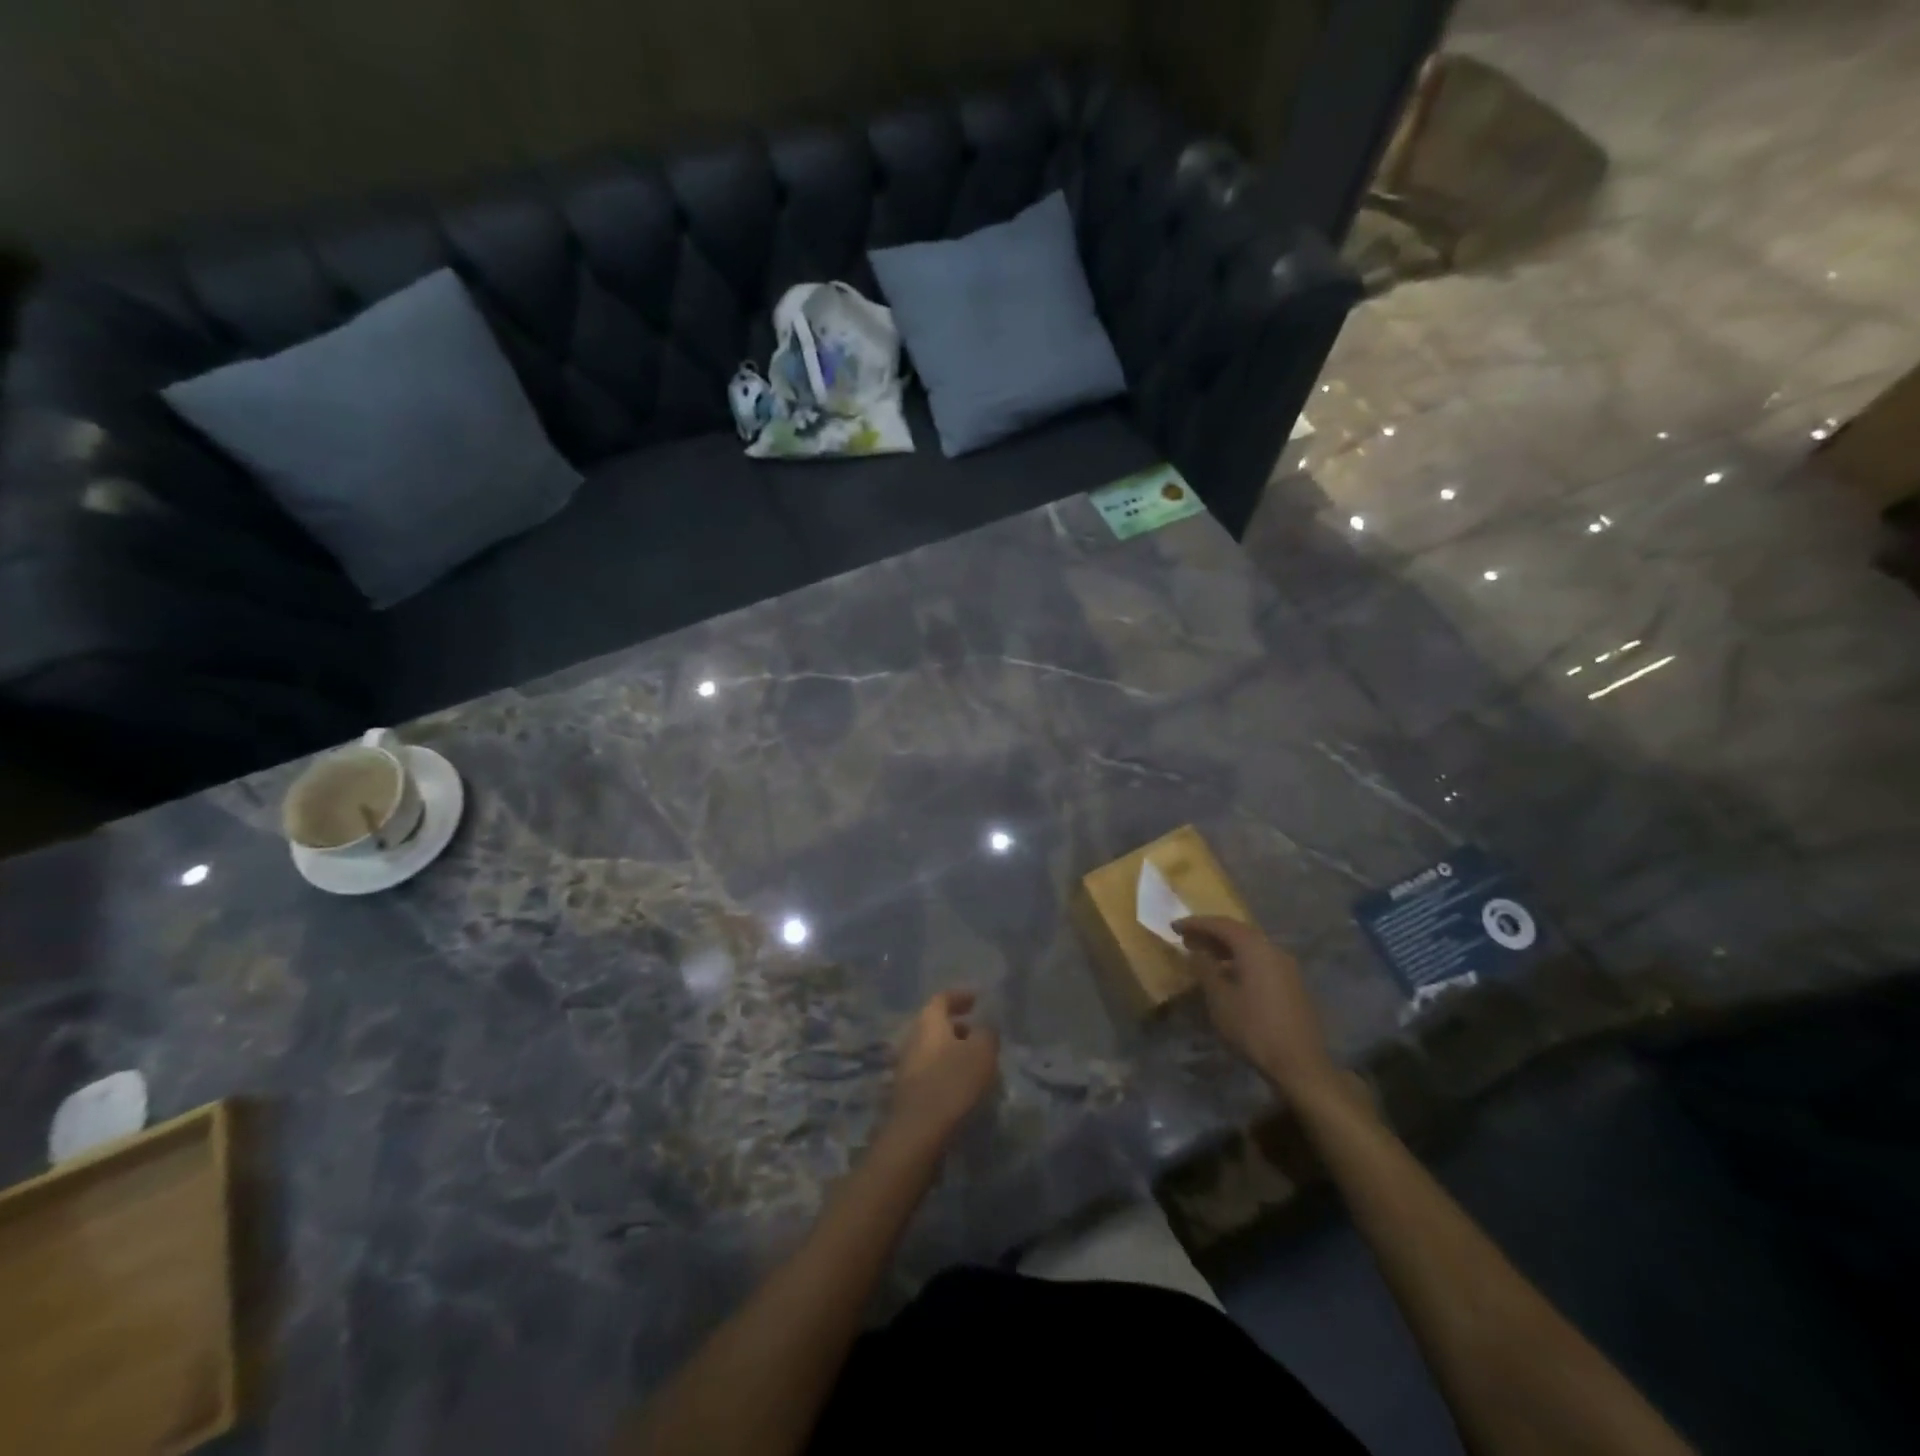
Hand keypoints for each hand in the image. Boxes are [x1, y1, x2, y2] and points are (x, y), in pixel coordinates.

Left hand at [887, 991, 999, 1145]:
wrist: (918, 1132)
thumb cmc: (952, 1083)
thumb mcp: (981, 1052)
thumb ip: (987, 1033)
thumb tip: (985, 1028)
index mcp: (928, 1022)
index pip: (942, 998)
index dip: (960, 996)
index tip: (977, 999)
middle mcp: (913, 1038)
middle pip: (935, 1024)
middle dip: (958, 1025)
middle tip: (979, 1032)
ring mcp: (906, 1065)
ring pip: (933, 1048)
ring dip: (953, 1050)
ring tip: (976, 1061)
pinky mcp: (907, 1091)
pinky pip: (930, 1070)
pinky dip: (946, 1070)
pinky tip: (963, 1084)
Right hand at [1175, 916, 1340, 1098]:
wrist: (1299, 1063)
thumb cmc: (1253, 1028)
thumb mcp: (1220, 999)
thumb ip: (1206, 969)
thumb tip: (1198, 951)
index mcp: (1254, 948)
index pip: (1221, 924)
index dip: (1195, 923)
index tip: (1174, 926)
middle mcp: (1272, 949)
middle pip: (1238, 932)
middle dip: (1210, 933)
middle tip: (1187, 939)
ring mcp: (1286, 966)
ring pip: (1251, 946)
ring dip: (1225, 947)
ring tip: (1203, 955)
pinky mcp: (1292, 983)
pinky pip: (1261, 960)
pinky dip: (1240, 959)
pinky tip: (1228, 974)